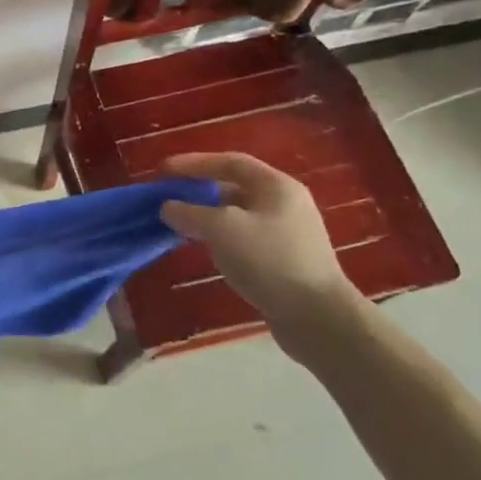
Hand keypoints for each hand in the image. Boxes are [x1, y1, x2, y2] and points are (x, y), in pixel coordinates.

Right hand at [158, 153, 355, 347]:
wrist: (317, 316)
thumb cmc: (269, 260)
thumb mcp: (222, 229)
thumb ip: (190, 212)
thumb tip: (168, 207)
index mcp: (276, 186)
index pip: (230, 162)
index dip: (194, 163)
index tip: (163, 170)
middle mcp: (284, 204)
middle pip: (234, 187)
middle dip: (199, 191)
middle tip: (168, 198)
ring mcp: (286, 233)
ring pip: (237, 215)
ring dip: (207, 216)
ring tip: (178, 224)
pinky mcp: (283, 260)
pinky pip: (243, 238)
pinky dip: (219, 237)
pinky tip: (203, 248)